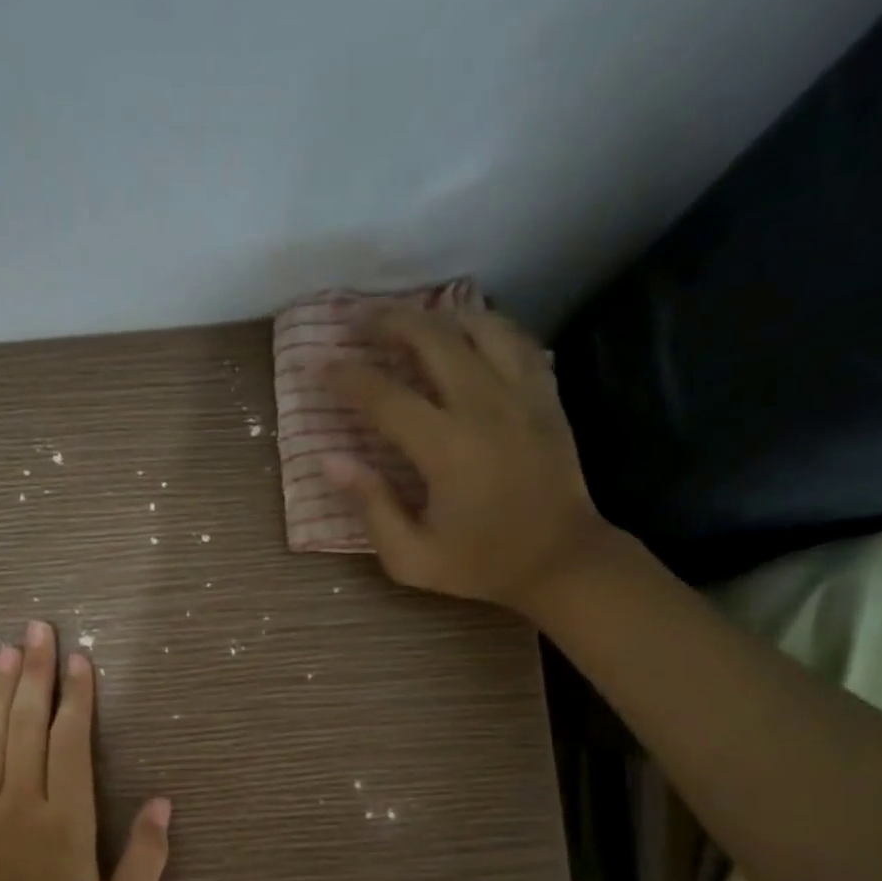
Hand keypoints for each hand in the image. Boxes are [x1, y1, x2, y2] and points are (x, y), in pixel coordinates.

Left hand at [0, 620, 171, 880]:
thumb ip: (147, 858)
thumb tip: (164, 803)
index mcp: (66, 819)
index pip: (72, 743)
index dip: (78, 698)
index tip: (80, 659)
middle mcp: (22, 803)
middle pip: (28, 726)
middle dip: (36, 674)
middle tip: (36, 630)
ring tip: (4, 653)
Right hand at [319, 308, 613, 614]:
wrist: (563, 561)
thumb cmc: (482, 564)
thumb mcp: (412, 557)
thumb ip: (371, 507)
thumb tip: (330, 460)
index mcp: (446, 448)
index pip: (384, 396)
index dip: (346, 376)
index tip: (317, 365)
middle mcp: (484, 406)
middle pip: (432, 338)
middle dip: (388, 321)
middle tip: (357, 320)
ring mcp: (522, 394)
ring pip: (478, 326)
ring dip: (437, 316)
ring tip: (409, 320)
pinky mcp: (546, 395)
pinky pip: (514, 340)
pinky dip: (483, 327)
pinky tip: (464, 334)